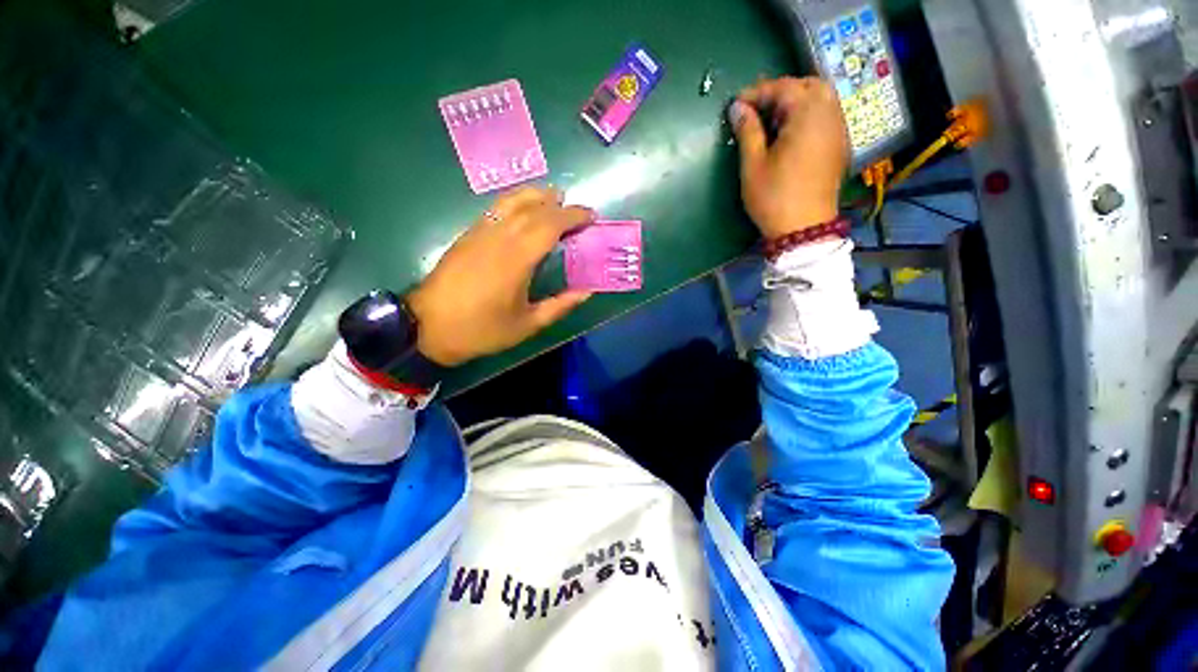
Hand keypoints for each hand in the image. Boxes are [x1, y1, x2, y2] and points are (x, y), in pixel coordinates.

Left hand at [407, 187, 594, 365]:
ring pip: (511, 201)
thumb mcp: (527, 325)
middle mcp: (499, 238)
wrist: (427, 327)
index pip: (550, 224)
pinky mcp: (467, 235)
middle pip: (534, 209)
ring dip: (536, 195)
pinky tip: (523, 209)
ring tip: (554, 198)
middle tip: (578, 211)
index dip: (573, 216)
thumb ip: (560, 306)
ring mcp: (480, 233)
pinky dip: (516, 202)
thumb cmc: (482, 329)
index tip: (591, 216)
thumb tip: (586, 292)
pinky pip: (496, 209)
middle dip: (560, 205)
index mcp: (517, 259)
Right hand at [728, 77, 849, 238]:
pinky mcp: (840, 144)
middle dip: (781, 91)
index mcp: (807, 115)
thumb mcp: (753, 165)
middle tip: (757, 109)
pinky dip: (809, 114)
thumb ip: (747, 131)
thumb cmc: (774, 198)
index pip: (783, 88)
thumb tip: (738, 108)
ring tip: (773, 121)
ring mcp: (839, 129)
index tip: (736, 105)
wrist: (804, 228)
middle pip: (808, 85)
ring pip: (821, 98)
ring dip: (796, 101)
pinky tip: (792, 133)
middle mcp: (829, 114)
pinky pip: (827, 115)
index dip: (757, 92)